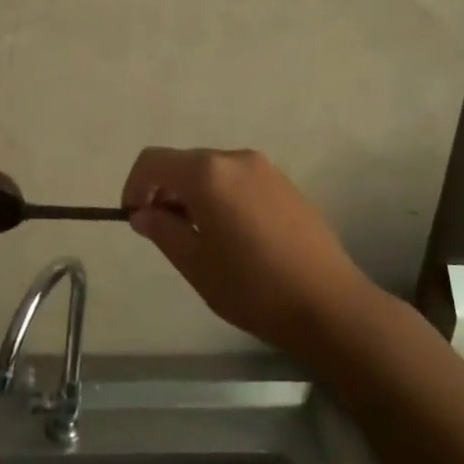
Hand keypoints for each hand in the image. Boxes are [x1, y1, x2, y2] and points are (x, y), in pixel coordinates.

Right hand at [122, 147, 375, 365]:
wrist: (329, 304)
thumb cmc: (252, 286)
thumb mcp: (195, 263)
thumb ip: (162, 230)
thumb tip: (143, 213)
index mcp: (207, 173)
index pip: (153, 161)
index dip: (135, 186)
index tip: (134, 218)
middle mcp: (235, 159)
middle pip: (184, 163)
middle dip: (164, 191)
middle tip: (163, 232)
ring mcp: (265, 169)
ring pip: (212, 171)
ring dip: (193, 194)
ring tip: (198, 236)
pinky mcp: (285, 184)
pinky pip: (238, 180)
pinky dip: (221, 196)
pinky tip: (232, 234)